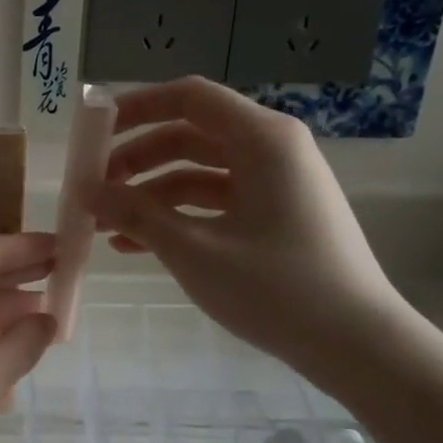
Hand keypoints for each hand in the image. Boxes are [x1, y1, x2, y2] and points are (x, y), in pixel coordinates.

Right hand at [88, 78, 411, 385]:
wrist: (357, 346)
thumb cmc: (276, 288)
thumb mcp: (193, 250)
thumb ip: (134, 214)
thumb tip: (85, 190)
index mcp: (262, 139)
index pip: (189, 97)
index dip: (136, 106)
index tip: (92, 131)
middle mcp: (271, 149)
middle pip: (188, 134)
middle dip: (135, 157)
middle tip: (93, 186)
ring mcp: (275, 183)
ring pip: (196, 171)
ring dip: (149, 193)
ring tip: (105, 223)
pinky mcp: (274, 215)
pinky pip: (214, 201)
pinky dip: (175, 215)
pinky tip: (134, 246)